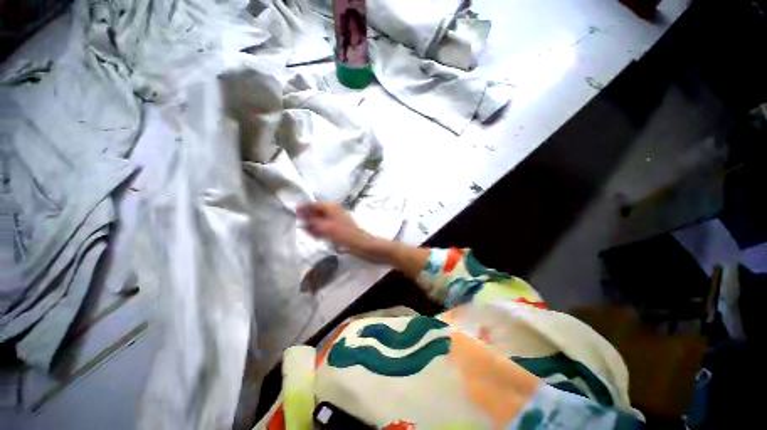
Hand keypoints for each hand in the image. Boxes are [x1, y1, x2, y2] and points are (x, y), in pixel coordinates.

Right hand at [298, 202, 429, 276]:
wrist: (373, 249)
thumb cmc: (355, 240)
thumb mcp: (335, 233)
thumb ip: (319, 227)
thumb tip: (304, 221)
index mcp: (336, 213)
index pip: (319, 205)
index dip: (307, 206)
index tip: (295, 209)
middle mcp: (339, 216)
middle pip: (322, 211)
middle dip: (310, 213)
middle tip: (298, 217)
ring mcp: (342, 225)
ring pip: (326, 220)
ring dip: (316, 222)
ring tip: (305, 226)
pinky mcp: (345, 233)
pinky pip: (330, 229)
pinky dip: (322, 230)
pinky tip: (319, 236)